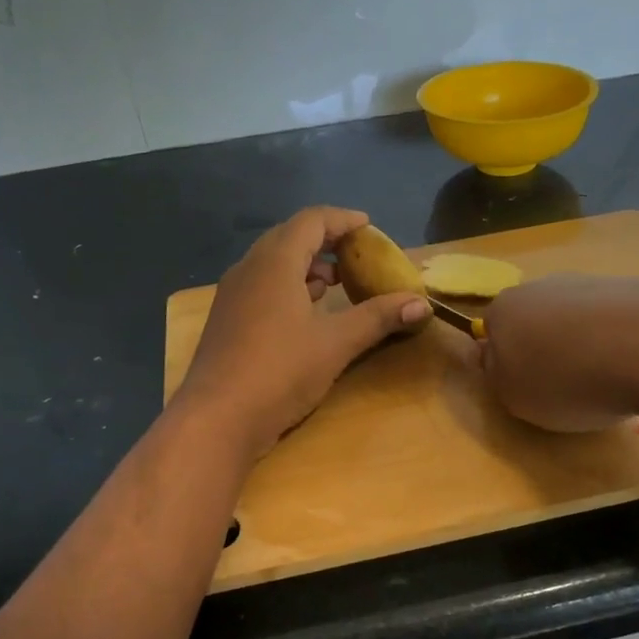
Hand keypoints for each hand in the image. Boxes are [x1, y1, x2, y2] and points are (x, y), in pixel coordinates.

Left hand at [176, 207, 430, 454]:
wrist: (216, 418)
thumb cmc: (280, 371)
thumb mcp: (336, 343)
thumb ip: (378, 318)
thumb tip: (422, 303)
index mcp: (275, 263)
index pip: (311, 221)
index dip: (342, 220)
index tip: (368, 226)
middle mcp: (249, 269)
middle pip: (289, 237)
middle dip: (324, 241)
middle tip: (355, 254)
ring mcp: (232, 295)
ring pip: (272, 263)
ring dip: (305, 265)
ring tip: (335, 282)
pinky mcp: (226, 320)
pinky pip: (261, 286)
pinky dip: (288, 286)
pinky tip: (306, 312)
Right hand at [479, 275, 638, 430]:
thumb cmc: (568, 380)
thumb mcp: (515, 398)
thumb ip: (497, 376)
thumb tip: (496, 358)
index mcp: (503, 309)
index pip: (492, 334)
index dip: (508, 362)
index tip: (528, 387)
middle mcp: (539, 285)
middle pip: (534, 320)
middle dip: (545, 347)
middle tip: (565, 384)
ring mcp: (587, 281)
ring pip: (573, 317)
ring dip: (582, 342)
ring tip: (605, 376)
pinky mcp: (630, 285)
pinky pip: (611, 317)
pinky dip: (616, 337)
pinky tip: (632, 361)